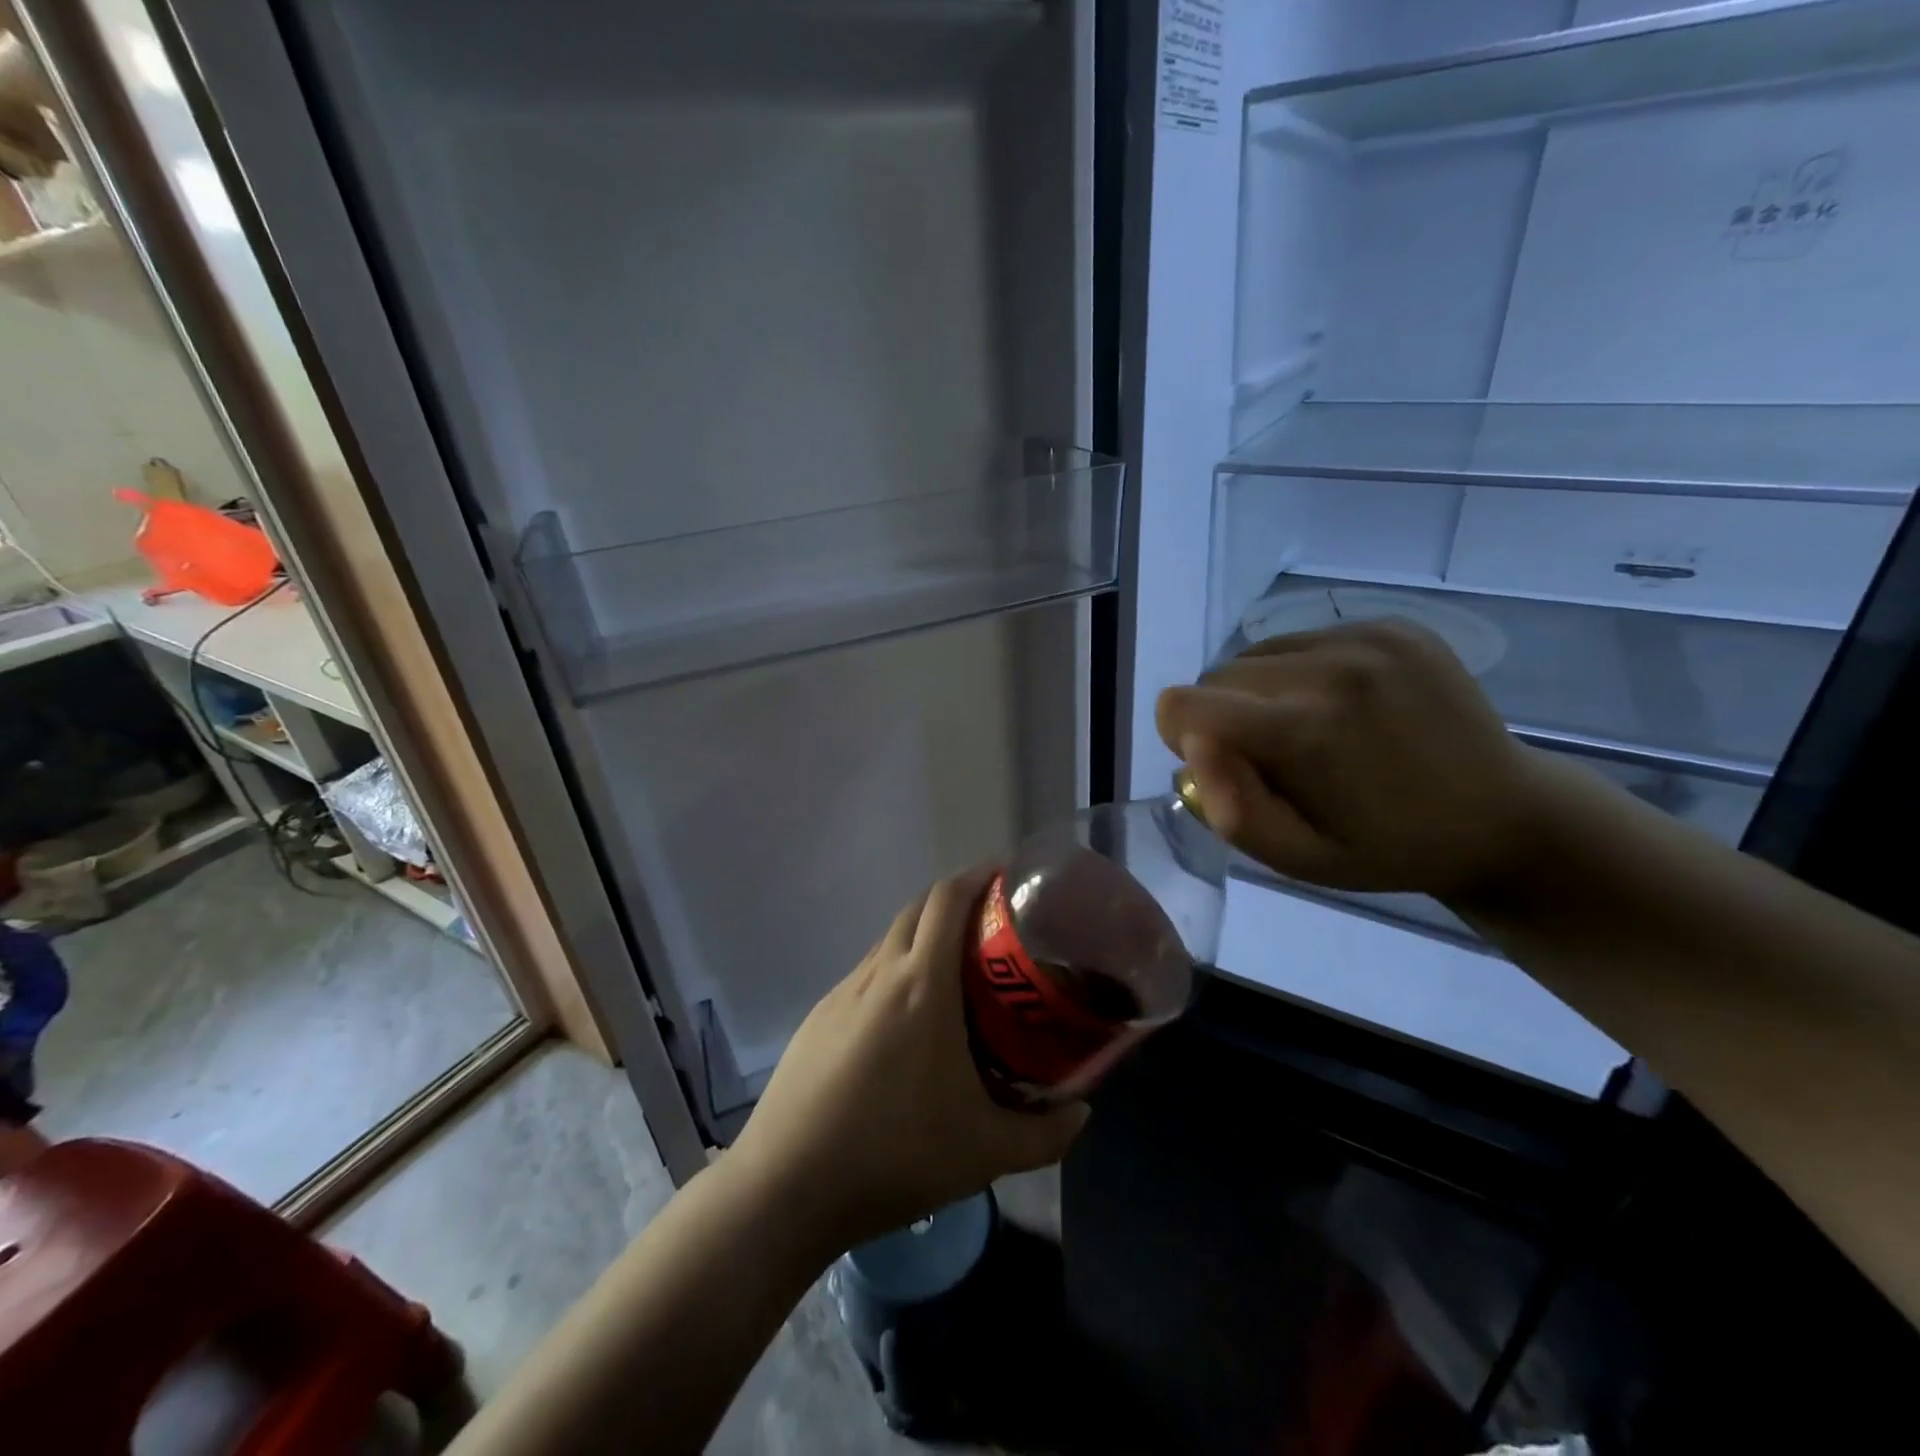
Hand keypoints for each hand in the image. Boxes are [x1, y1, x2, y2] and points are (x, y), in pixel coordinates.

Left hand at [727, 868, 1089, 1254]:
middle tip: (991, 928)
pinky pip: (866, 975)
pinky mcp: (818, 1017)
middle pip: (917, 908)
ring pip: (889, 941)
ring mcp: (842, 992)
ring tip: (955, 977)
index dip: (976, 877)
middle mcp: (879, 973)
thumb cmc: (895, 1155)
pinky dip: (894, 974)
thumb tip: (1083, 1113)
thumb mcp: (985, 1153)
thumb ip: (1046, 1134)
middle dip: (954, 901)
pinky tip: (906, 1025)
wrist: (786, 1186)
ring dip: (922, 939)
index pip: (947, 900)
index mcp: (922, 984)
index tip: (1005, 879)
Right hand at [1155, 620, 1546, 900]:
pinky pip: (1302, 640)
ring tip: (1312, 731)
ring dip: (1262, 692)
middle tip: (1274, 758)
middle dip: (1225, 717)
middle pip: (1217, 677)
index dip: (1184, 739)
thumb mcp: (1298, 859)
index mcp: (1304, 728)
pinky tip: (1346, 708)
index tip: (1225, 766)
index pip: (1181, 705)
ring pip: (1257, 653)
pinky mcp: (1392, 625)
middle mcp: (1330, 666)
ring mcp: (1367, 637)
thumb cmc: (1386, 849)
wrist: (1504, 817)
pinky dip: (1302, 673)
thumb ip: (1232, 809)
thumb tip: (1193, 747)